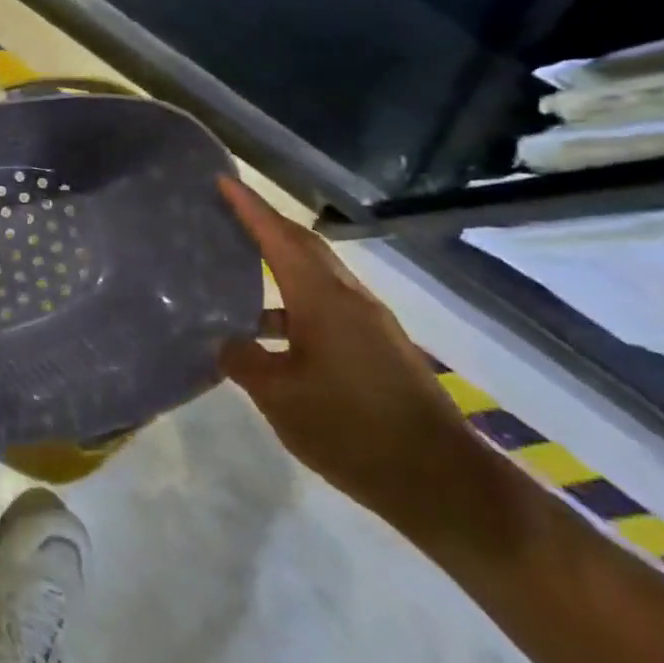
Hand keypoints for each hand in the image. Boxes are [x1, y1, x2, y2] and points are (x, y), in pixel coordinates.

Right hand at [216, 178, 503, 545]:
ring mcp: (370, 325)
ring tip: (238, 268)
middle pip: (304, 247)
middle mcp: (351, 300)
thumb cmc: (351, 430)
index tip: (222, 180)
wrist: (440, 482)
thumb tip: (226, 341)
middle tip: (227, 212)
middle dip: (267, 224)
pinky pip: (327, 305)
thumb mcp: (278, 397)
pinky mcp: (379, 349)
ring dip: (280, 263)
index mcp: (324, 300)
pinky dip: (294, 300)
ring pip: (318, 277)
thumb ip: (243, 360)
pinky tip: (270, 330)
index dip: (249, 208)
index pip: (279, 238)